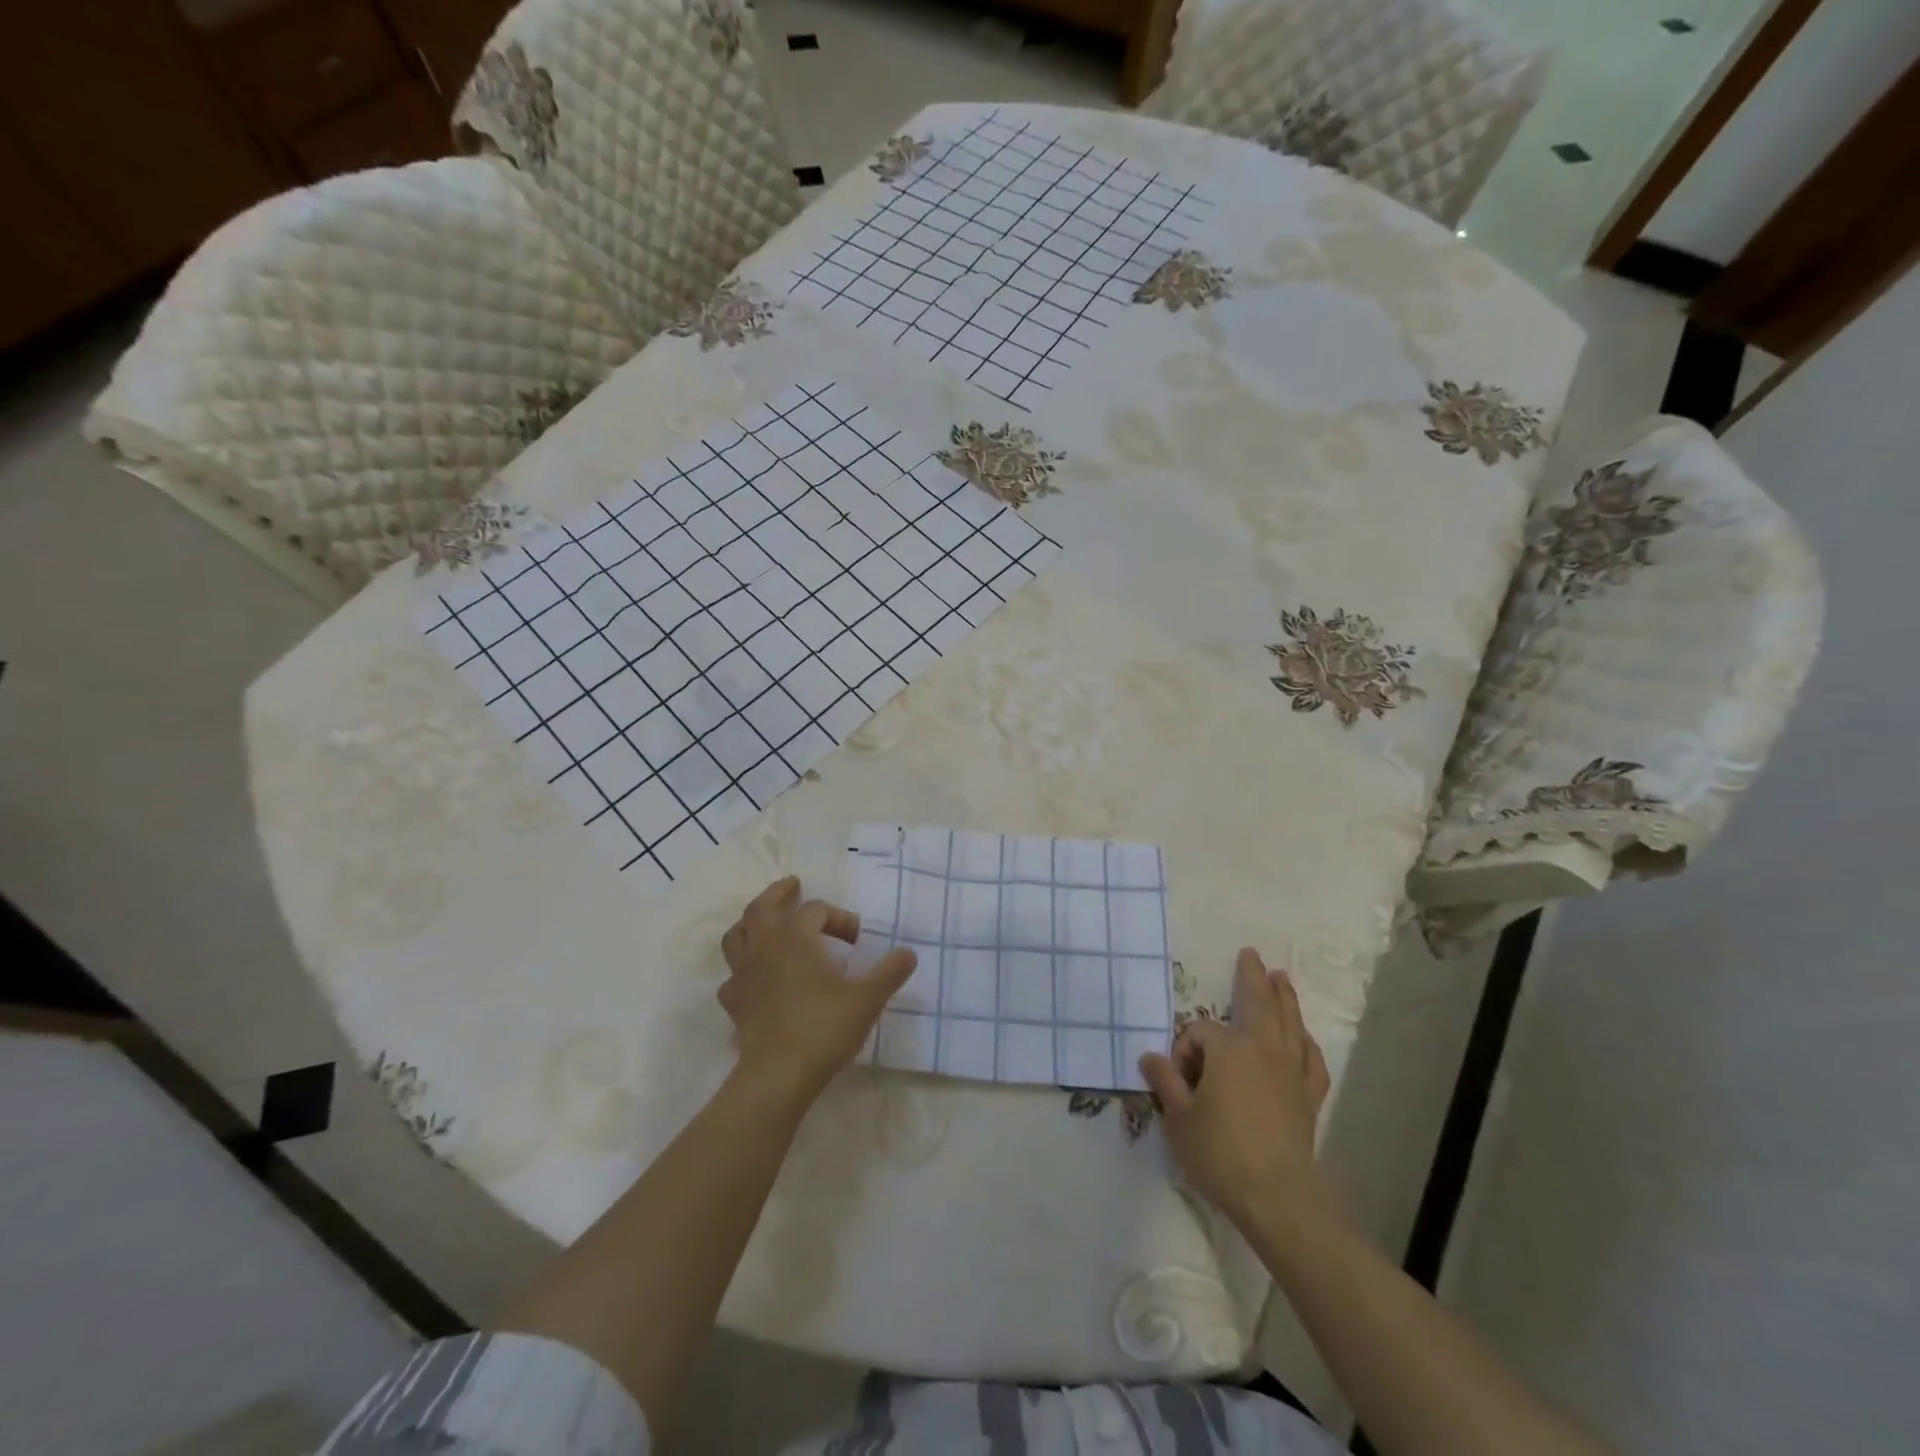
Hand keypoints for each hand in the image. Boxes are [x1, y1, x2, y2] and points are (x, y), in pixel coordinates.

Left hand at [719, 877, 916, 1102]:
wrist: (779, 1075)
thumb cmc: (824, 1028)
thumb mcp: (867, 999)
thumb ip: (889, 973)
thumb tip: (909, 953)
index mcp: (796, 937)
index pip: (816, 910)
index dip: (840, 919)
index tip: (858, 942)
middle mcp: (765, 947)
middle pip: (762, 907)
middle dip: (778, 893)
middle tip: (793, 885)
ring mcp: (744, 974)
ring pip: (737, 935)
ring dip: (751, 923)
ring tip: (765, 923)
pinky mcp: (735, 1002)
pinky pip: (734, 975)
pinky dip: (744, 969)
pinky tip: (757, 979)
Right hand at [1139, 948, 1330, 1226]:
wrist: (1277, 1197)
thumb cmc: (1220, 1152)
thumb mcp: (1179, 1118)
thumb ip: (1165, 1082)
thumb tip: (1150, 1057)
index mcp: (1228, 1048)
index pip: (1199, 1033)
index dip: (1184, 1052)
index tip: (1178, 1083)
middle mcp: (1262, 1049)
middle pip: (1258, 1003)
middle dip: (1252, 977)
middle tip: (1252, 955)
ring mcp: (1291, 1071)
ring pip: (1289, 1024)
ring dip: (1285, 998)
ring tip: (1282, 978)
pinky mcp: (1308, 1096)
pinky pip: (1311, 1061)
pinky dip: (1307, 1045)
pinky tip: (1304, 1039)